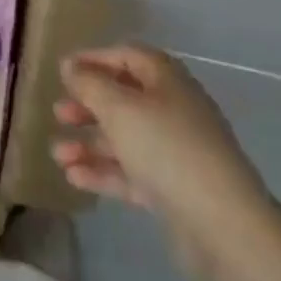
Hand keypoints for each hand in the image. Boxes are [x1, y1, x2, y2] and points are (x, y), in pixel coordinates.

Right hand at [53, 45, 273, 278]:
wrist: (222, 225)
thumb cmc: (167, 149)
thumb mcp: (119, 108)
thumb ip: (89, 84)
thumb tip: (70, 65)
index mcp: (166, 79)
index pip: (127, 55)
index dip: (94, 59)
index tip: (62, 71)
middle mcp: (173, 109)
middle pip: (124, 98)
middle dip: (88, 105)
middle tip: (59, 113)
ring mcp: (176, 150)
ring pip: (126, 138)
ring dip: (90, 142)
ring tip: (57, 153)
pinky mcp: (174, 188)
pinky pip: (132, 172)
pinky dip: (104, 172)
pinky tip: (73, 177)